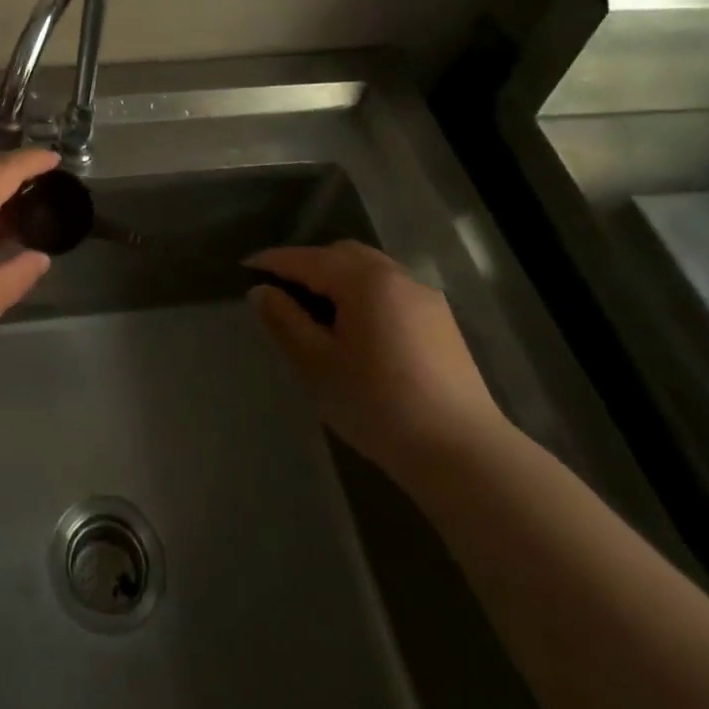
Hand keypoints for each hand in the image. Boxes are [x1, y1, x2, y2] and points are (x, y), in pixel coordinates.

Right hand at [248, 241, 507, 485]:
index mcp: (364, 280)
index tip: (245, 267)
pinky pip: (391, 291)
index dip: (273, 261)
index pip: (307, 259)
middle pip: (342, 254)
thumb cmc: (378, 404)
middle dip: (308, 264)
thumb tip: (261, 291)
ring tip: (316, 309)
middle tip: (281, 289)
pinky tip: (357, 328)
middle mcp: (397, 276)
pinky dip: (364, 294)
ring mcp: (425, 298)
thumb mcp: (316, 364)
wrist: (463, 454)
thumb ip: (284, 320)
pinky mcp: (442, 323)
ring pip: (370, 270)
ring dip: (338, 278)